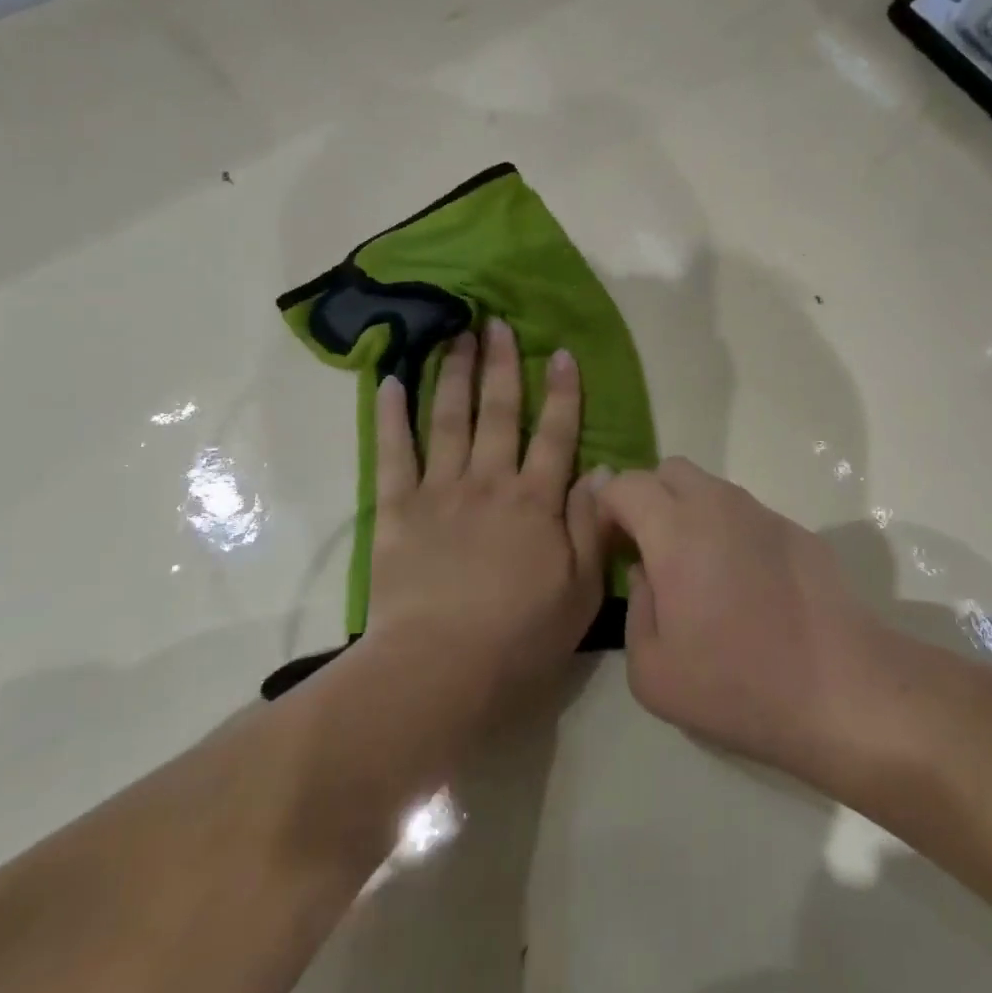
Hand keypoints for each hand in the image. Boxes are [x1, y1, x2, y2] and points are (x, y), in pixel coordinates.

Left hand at [364, 319, 610, 726]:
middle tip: (497, 323)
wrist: (440, 669)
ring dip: (454, 374)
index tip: (561, 352)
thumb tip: (602, 470)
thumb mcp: (581, 591)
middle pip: (499, 412)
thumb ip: (591, 526)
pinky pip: (393, 452)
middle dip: (501, 364)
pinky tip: (389, 381)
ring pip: (449, 418)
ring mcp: (440, 490)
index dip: (562, 391)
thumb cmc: (519, 637)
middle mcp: (490, 481)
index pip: (556, 434)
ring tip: (455, 336)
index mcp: (536, 501)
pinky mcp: (397, 508)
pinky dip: (391, 415)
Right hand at [598, 459, 878, 779]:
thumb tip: (648, 575)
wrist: (843, 690)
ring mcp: (762, 513)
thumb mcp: (653, 672)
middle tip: (649, 549)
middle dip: (648, 498)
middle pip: (669, 470)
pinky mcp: (797, 529)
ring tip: (698, 570)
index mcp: (675, 531)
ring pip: (710, 487)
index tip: (612, 547)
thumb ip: (635, 608)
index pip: (625, 484)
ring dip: (689, 512)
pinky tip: (746, 585)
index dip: (607, 508)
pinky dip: (729, 531)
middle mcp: (718, 505)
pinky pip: (746, 513)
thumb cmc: (738, 685)